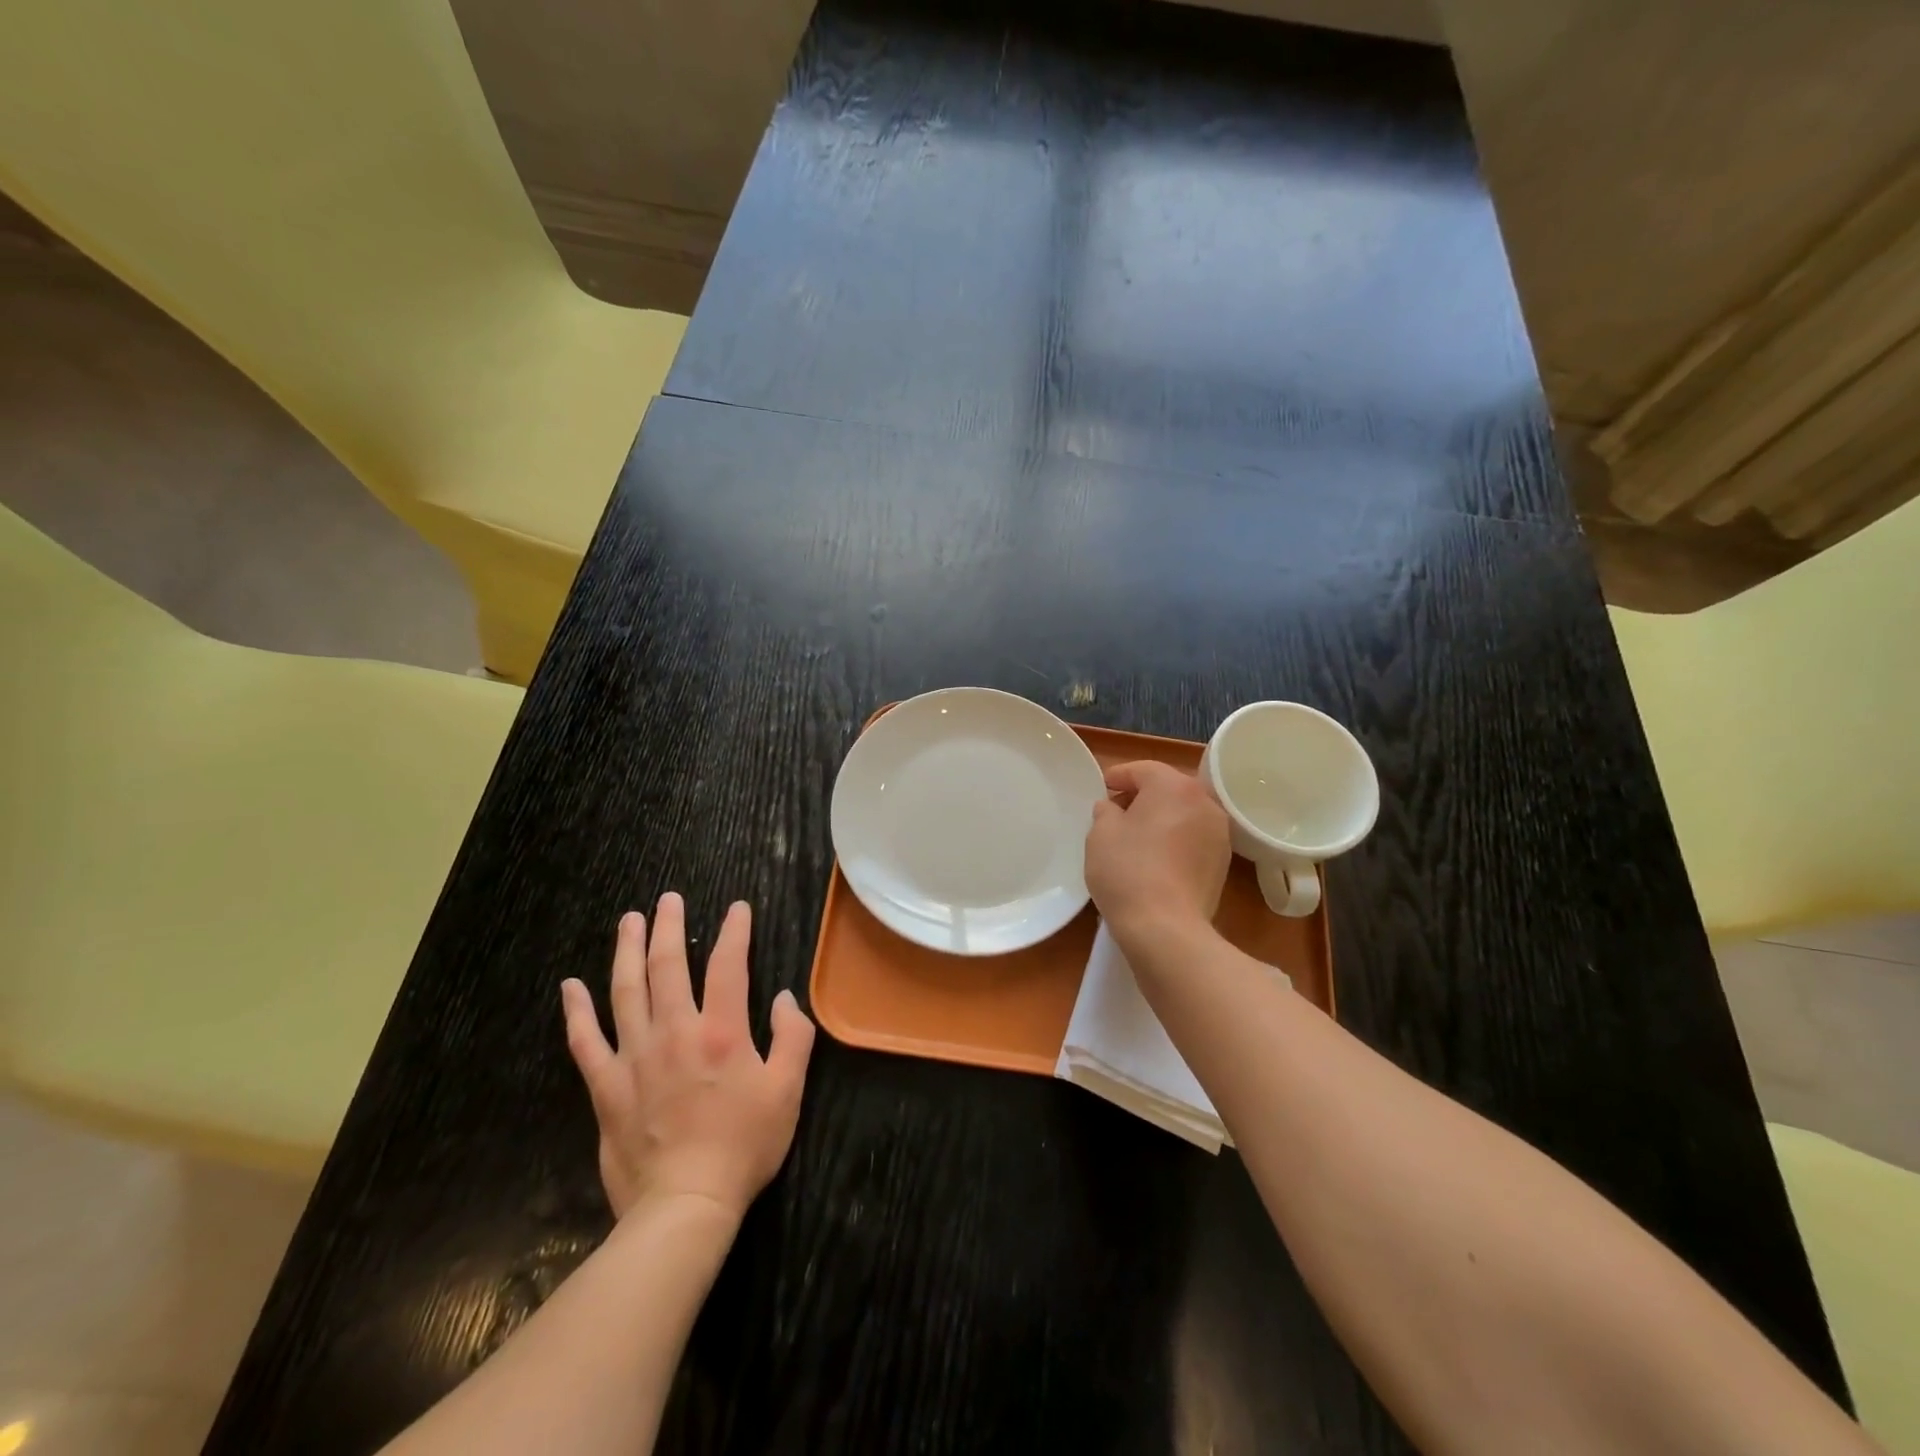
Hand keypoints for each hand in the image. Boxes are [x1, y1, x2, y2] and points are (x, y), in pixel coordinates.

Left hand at [560, 893, 814, 1223]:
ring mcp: (635, 1057)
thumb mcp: (788, 1090)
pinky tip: (571, 986)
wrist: (685, 1204)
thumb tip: (784, 998)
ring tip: (629, 921)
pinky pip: (586, 1041)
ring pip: (626, 991)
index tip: (737, 908)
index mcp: (722, 1032)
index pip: (729, 966)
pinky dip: (577, 1012)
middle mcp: (676, 1032)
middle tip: (669, 899)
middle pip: (669, 966)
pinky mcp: (607, 1087)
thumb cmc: (744, 1145)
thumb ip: (793, 1037)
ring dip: (627, 951)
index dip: (735, 932)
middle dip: (670, 927)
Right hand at [1085, 760, 1231, 941]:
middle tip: (1115, 813)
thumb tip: (1112, 808)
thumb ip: (1105, 810)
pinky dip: (1174, 840)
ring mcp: (1219, 834)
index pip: (1142, 769)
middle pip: (1167, 788)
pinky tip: (1155, 860)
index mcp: (1174, 786)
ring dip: (1160, 819)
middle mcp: (1204, 802)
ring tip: (1135, 838)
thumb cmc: (1128, 870)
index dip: (1118, 776)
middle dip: (1141, 796)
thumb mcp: (1100, 834)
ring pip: (1183, 814)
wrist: (1166, 928)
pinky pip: (1192, 839)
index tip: (1101, 789)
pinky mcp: (1222, 864)